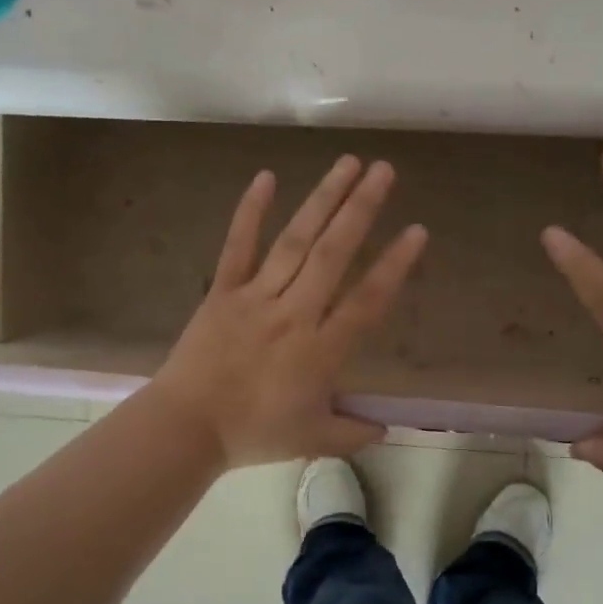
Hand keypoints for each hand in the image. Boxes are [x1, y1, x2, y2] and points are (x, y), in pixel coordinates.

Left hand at [152, 156, 425, 469]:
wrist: (186, 428)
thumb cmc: (253, 434)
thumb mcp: (313, 440)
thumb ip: (353, 432)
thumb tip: (384, 429)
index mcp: (321, 351)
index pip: (366, 301)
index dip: (394, 265)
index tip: (416, 230)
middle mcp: (294, 313)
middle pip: (333, 254)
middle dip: (361, 209)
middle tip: (384, 170)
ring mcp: (256, 297)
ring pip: (295, 241)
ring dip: (323, 200)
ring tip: (347, 163)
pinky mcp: (222, 291)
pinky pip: (238, 246)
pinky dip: (251, 211)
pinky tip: (266, 177)